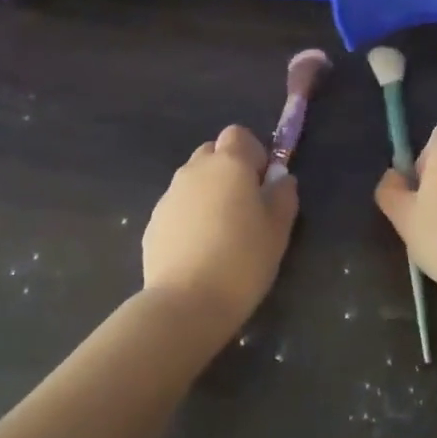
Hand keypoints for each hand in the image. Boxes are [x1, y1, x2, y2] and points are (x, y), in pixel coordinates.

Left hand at [142, 125, 298, 334]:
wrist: (187, 303)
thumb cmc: (243, 260)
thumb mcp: (279, 229)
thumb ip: (283, 196)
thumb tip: (280, 179)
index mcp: (229, 164)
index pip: (238, 134)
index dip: (253, 153)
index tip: (262, 183)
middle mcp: (195, 170)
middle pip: (212, 153)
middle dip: (228, 169)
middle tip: (244, 206)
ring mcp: (169, 196)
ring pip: (193, 180)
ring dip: (208, 193)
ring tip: (221, 232)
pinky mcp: (153, 222)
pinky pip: (177, 207)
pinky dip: (190, 217)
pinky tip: (200, 251)